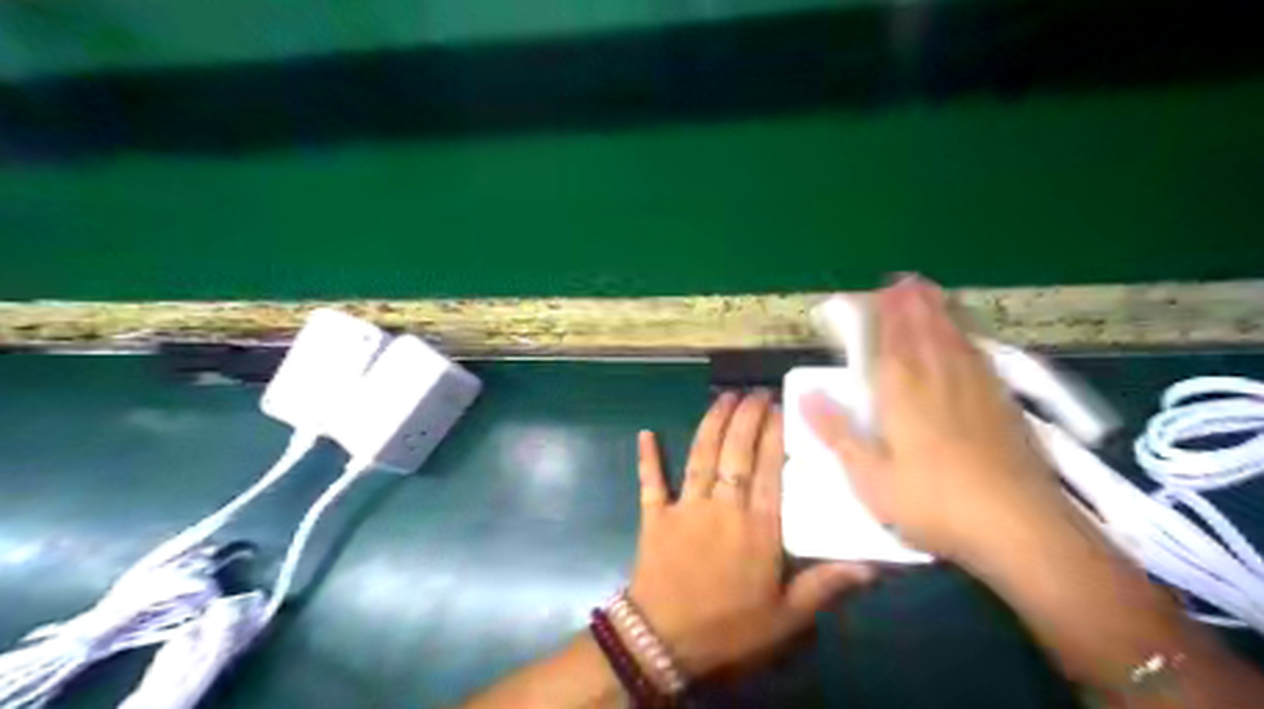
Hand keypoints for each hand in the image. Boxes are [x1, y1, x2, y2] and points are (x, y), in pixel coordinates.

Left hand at [628, 391, 875, 677]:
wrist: (663, 640)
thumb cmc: (729, 629)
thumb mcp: (786, 617)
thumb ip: (825, 586)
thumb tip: (871, 566)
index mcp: (757, 528)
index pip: (768, 470)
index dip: (773, 434)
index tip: (779, 407)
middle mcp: (723, 507)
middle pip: (735, 453)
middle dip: (745, 417)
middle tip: (755, 392)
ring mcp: (686, 507)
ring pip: (700, 456)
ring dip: (711, 423)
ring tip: (723, 397)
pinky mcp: (655, 516)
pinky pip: (651, 481)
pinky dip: (647, 458)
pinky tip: (645, 433)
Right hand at [804, 273, 1068, 563]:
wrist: (1019, 527)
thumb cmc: (932, 503)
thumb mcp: (869, 476)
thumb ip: (836, 432)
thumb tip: (806, 395)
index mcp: (900, 390)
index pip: (886, 338)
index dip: (878, 312)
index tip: (870, 292)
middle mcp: (937, 375)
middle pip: (921, 327)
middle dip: (909, 302)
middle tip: (901, 280)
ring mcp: (975, 384)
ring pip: (952, 334)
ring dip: (937, 309)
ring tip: (929, 290)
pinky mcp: (1002, 400)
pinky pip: (978, 352)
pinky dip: (966, 334)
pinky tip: (965, 335)